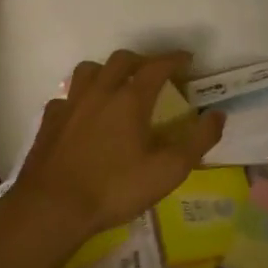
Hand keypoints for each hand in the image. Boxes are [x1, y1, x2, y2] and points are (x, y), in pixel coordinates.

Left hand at [9, 50, 224, 241]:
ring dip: (107, 70)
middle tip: (155, 72)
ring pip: (89, 70)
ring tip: (117, 85)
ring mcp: (70, 105)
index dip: (175, 59)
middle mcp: (100, 92)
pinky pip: (66, 97)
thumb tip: (218, 115)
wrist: (51, 208)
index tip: (188, 59)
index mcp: (131, 99)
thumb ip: (198, 140)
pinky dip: (80, 97)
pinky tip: (83, 114)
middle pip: (122, 60)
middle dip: (142, 60)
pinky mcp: (49, 122)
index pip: (157, 66)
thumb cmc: (115, 188)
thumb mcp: (168, 170)